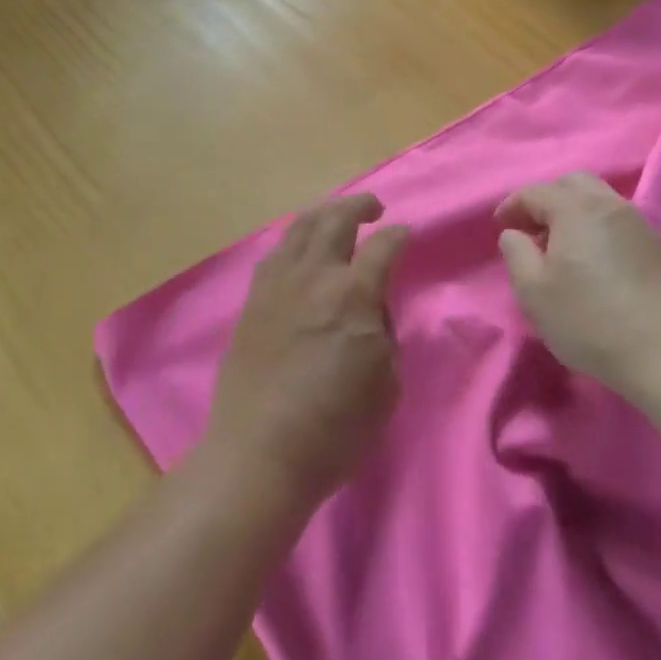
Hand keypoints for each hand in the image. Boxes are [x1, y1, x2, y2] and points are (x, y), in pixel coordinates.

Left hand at [204, 194, 407, 510]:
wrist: (258, 455)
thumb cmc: (334, 429)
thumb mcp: (386, 385)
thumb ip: (384, 333)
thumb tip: (372, 307)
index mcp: (354, 295)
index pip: (383, 244)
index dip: (400, 234)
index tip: (406, 234)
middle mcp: (315, 275)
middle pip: (337, 217)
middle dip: (360, 204)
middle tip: (374, 209)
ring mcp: (279, 283)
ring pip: (302, 225)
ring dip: (326, 212)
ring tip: (337, 217)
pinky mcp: (254, 298)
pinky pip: (277, 250)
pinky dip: (297, 238)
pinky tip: (302, 248)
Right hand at [497, 173, 660, 397]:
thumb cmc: (591, 320)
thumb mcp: (534, 292)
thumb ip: (516, 253)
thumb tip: (515, 233)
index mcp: (575, 208)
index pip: (535, 192)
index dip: (512, 205)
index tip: (501, 226)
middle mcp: (608, 203)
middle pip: (571, 183)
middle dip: (546, 199)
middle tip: (532, 229)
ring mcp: (637, 222)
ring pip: (598, 198)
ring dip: (574, 210)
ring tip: (561, 245)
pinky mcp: (657, 244)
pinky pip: (617, 218)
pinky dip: (597, 225)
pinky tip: (593, 258)